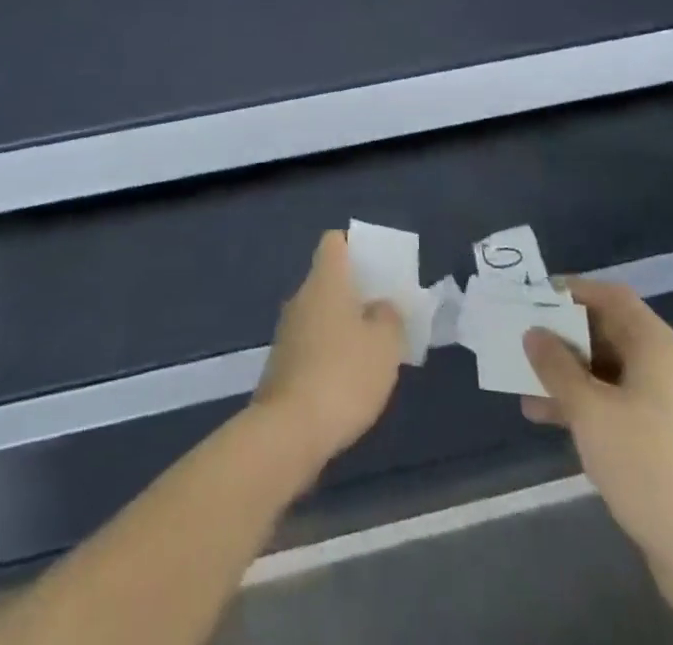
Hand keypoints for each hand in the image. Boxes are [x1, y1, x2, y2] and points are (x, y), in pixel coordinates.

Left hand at [254, 231, 405, 468]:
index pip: (334, 242)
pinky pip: (313, 343)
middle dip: (357, 291)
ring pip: (321, 313)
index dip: (356, 246)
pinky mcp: (282, 364)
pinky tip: (350, 378)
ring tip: (374, 348)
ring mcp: (288, 331)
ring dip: (345, 324)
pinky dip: (332, 351)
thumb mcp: (385, 344)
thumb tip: (381, 306)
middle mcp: (301, 297)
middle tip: (386, 311)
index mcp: (325, 281)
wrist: (289, 431)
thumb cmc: (343, 374)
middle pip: (329, 279)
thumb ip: (389, 317)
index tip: (379, 266)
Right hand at [522, 280, 672, 608]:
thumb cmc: (649, 465)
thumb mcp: (590, 411)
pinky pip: (616, 405)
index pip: (611, 296)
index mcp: (656, 346)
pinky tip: (549, 420)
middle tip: (522, 339)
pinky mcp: (663, 441)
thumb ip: (556, 366)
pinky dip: (585, 406)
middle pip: (608, 332)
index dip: (572, 290)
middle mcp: (665, 366)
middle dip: (563, 336)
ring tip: (524, 384)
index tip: (533, 298)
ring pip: (608, 372)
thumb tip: (533, 332)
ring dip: (568, 375)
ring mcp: (666, 406)